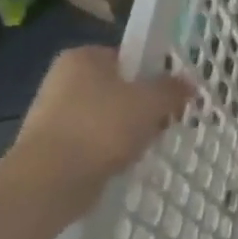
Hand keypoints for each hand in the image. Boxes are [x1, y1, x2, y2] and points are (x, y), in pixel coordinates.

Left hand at [2, 47, 194, 220]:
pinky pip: (93, 143)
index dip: (153, 74)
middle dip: (143, 106)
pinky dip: (109, 151)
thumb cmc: (103, 127)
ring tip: (145, 146)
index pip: (128, 57)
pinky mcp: (51, 148)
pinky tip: (123, 163)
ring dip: (128, 131)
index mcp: (83, 57)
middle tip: (164, 121)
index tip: (171, 93)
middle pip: (119, 88)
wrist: (50, 181)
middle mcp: (63, 80)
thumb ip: (173, 88)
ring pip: (108, 118)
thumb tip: (187, 84)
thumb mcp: (152, 101)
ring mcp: (53, 115)